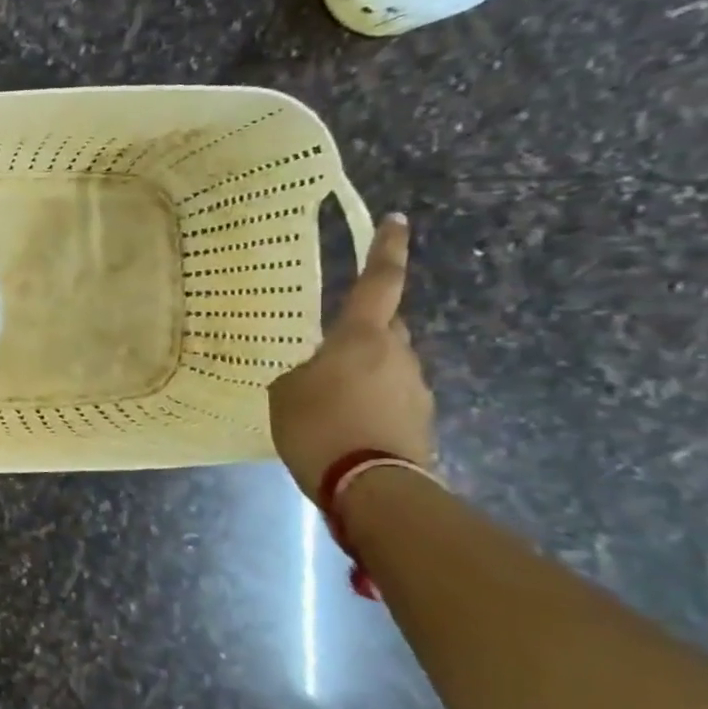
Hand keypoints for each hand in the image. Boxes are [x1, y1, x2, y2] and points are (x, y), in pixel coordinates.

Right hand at [269, 214, 435, 497]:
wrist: (372, 487)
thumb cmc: (319, 427)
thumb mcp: (286, 394)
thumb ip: (302, 374)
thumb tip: (318, 376)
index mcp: (361, 338)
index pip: (378, 283)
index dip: (386, 250)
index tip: (397, 221)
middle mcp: (398, 355)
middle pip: (384, 329)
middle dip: (362, 334)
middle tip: (329, 354)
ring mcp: (416, 389)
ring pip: (387, 367)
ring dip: (364, 375)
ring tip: (330, 403)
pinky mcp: (421, 421)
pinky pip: (391, 399)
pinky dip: (371, 404)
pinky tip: (346, 426)